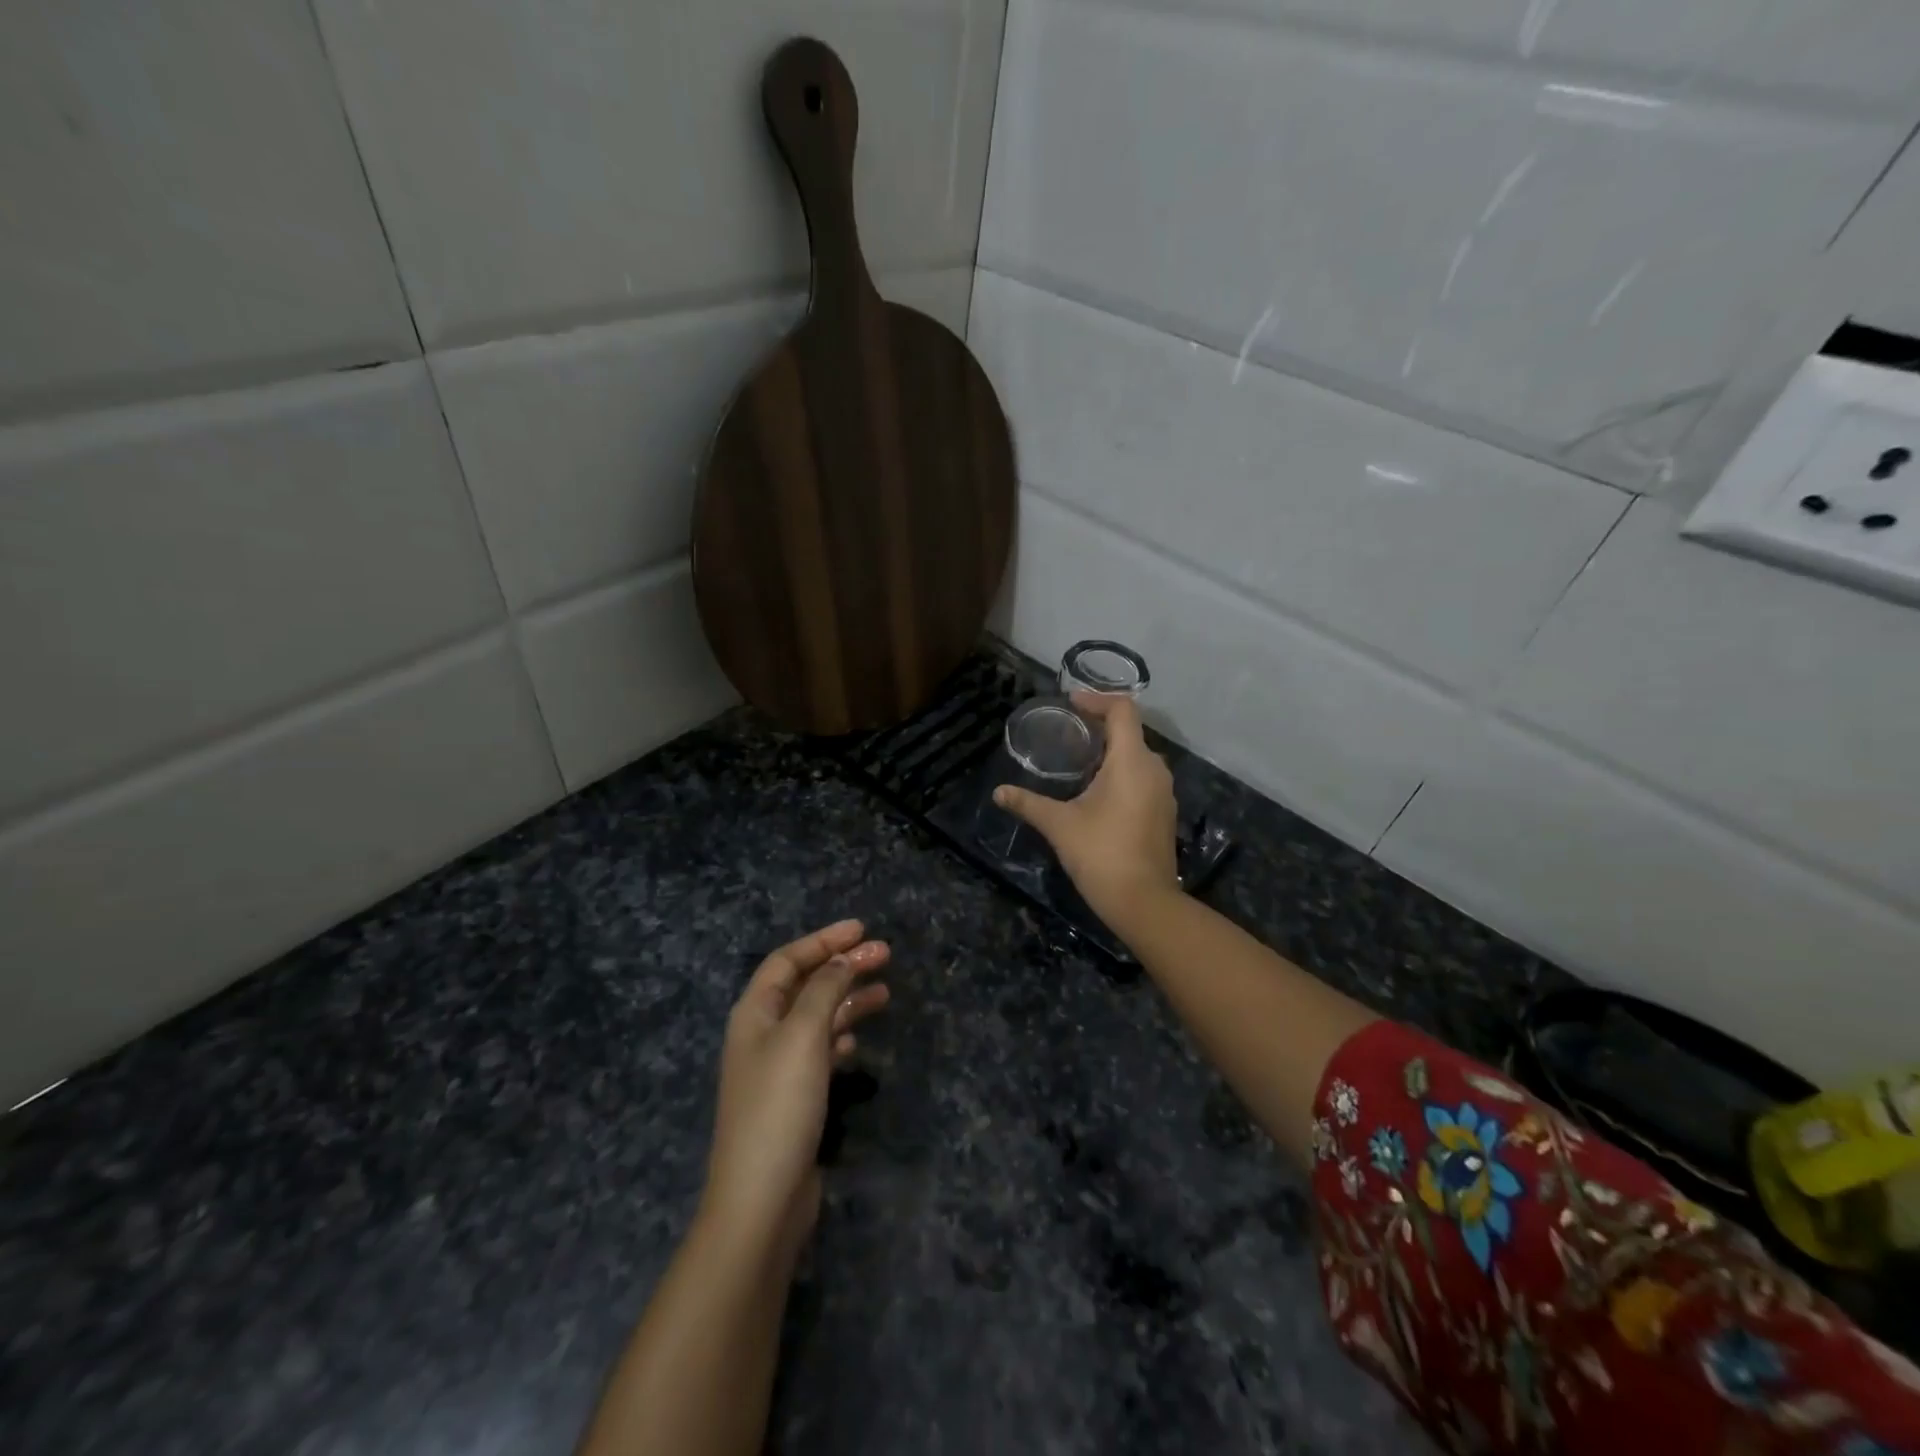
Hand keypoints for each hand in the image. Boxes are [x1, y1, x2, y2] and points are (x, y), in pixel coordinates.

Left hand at [701, 920, 890, 1268]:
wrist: (761, 1200)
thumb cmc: (779, 1107)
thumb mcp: (803, 1036)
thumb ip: (824, 990)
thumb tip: (842, 959)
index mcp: (755, 1013)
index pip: (788, 959)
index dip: (823, 940)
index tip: (862, 929)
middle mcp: (763, 1034)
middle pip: (806, 985)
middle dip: (843, 966)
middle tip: (885, 955)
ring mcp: (778, 1068)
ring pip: (817, 1017)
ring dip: (848, 1000)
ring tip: (886, 992)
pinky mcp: (794, 1097)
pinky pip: (820, 1051)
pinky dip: (841, 1037)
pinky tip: (858, 1040)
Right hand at [994, 693, 1180, 929]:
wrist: (1143, 902)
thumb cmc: (1101, 854)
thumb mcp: (1059, 825)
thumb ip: (1028, 804)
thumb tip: (998, 792)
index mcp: (1132, 761)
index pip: (1122, 710)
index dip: (1096, 699)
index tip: (1070, 703)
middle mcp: (1154, 769)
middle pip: (1130, 731)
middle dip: (1100, 726)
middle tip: (1068, 731)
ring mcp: (1163, 793)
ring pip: (1138, 756)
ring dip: (1111, 751)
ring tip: (1078, 759)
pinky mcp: (1164, 812)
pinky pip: (1143, 778)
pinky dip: (1121, 772)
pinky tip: (1097, 790)